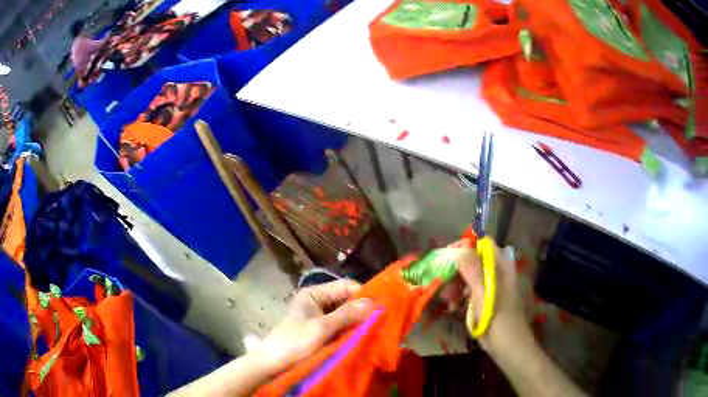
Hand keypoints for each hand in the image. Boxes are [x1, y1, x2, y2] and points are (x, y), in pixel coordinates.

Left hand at [253, 279, 373, 373]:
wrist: (272, 364)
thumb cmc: (294, 342)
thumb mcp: (322, 328)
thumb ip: (347, 315)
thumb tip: (373, 302)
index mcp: (314, 293)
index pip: (346, 286)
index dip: (364, 295)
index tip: (382, 308)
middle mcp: (317, 301)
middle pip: (346, 299)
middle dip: (362, 310)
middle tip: (380, 321)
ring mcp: (317, 316)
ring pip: (344, 313)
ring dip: (356, 321)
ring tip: (373, 329)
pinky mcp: (319, 330)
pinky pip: (339, 325)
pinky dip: (349, 330)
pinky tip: (360, 336)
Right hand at [442, 239, 531, 354]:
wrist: (508, 346)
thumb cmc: (497, 319)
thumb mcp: (483, 292)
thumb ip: (471, 268)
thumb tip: (456, 248)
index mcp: (501, 265)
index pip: (482, 244)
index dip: (464, 247)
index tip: (446, 259)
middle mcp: (498, 272)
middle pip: (474, 259)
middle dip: (456, 269)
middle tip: (443, 282)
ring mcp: (493, 286)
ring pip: (470, 275)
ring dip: (456, 283)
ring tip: (447, 298)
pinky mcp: (487, 299)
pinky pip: (471, 289)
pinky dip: (460, 294)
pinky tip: (453, 305)